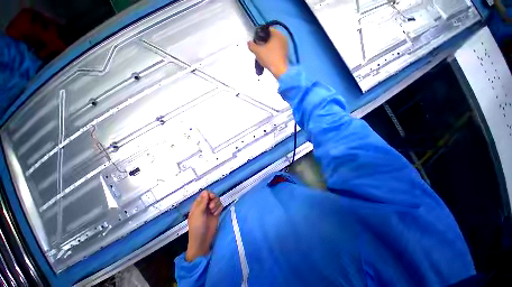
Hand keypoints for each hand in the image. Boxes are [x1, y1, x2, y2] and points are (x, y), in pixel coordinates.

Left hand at [186, 191, 222, 261]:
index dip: (209, 194)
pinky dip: (219, 209)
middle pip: (212, 196)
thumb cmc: (197, 227)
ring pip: (217, 200)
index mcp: (198, 205)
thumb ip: (202, 202)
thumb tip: (205, 191)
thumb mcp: (198, 214)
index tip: (211, 198)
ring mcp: (211, 209)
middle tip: (211, 207)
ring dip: (216, 204)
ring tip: (213, 212)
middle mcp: (205, 205)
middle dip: (213, 200)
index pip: (205, 193)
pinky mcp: (217, 213)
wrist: (203, 240)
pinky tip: (216, 214)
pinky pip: (221, 205)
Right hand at [248, 28, 287, 78]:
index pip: (266, 30)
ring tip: (262, 55)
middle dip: (263, 42)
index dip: (259, 35)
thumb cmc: (270, 59)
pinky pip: (276, 50)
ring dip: (267, 48)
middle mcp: (283, 37)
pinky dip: (272, 52)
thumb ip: (252, 45)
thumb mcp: (258, 52)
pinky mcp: (285, 53)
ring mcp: (285, 46)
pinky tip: (268, 58)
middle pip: (270, 37)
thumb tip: (249, 43)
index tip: (256, 41)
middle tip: (258, 49)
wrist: (280, 71)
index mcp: (277, 33)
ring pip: (273, 44)